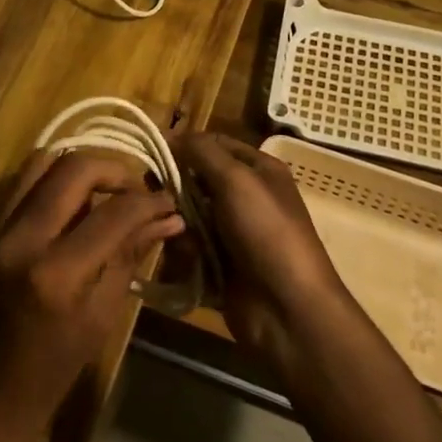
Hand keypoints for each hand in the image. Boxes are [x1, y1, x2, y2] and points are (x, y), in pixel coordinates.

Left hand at [0, 152, 183, 441]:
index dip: (148, 201)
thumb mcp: (100, 318)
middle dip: (113, 170)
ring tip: (96, 194)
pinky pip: (16, 185)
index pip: (114, 213)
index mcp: (55, 275)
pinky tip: (62, 210)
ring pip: (40, 162)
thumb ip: (130, 257)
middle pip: (74, 168)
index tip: (167, 201)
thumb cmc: (48, 371)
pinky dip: (46, 186)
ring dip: (76, 171)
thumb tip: (169, 218)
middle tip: (132, 189)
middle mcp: (17, 239)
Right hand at [172, 134, 346, 370]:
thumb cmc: (266, 231)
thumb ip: (202, 152)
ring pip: (189, 215)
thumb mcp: (236, 180)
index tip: (154, 152)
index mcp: (258, 170)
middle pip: (198, 180)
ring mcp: (234, 232)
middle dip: (177, 189)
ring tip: (178, 236)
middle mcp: (246, 196)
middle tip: (157, 197)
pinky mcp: (221, 264)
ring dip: (180, 225)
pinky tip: (184, 262)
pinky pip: (191, 248)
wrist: (287, 308)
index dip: (186, 145)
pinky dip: (183, 254)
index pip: (215, 144)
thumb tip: (172, 133)